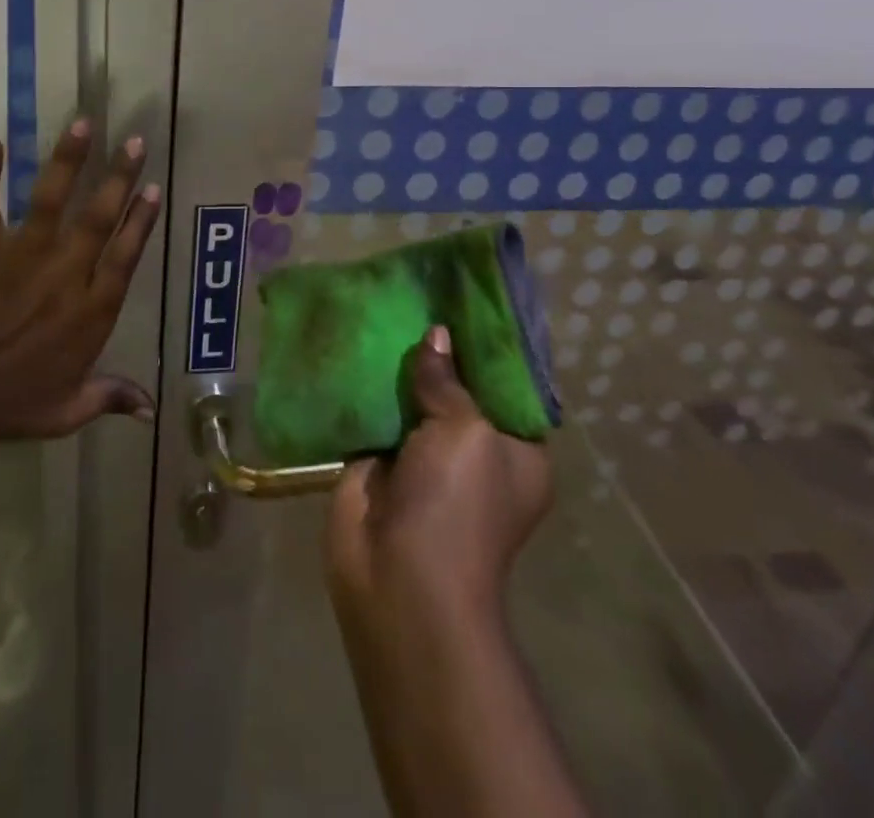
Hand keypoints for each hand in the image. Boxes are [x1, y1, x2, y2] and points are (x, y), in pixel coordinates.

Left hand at [0, 119, 161, 445]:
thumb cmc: (7, 406)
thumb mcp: (67, 412)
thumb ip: (110, 399)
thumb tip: (152, 411)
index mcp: (89, 312)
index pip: (125, 257)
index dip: (141, 221)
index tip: (155, 189)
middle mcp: (62, 276)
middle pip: (98, 219)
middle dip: (119, 178)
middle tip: (136, 142)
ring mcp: (20, 259)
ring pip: (49, 202)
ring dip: (67, 161)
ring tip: (83, 123)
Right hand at [325, 325, 551, 636]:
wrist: (398, 580)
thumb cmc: (456, 504)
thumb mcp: (466, 431)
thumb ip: (449, 380)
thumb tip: (436, 336)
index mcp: (516, 451)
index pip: (508, 386)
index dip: (487, 347)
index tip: (467, 302)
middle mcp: (474, 452)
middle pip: (457, 387)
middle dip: (439, 349)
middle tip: (421, 294)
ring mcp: (424, 458)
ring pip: (414, 397)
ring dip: (400, 364)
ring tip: (387, 305)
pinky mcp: (380, 462)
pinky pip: (377, 412)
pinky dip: (368, 384)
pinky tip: (357, 341)